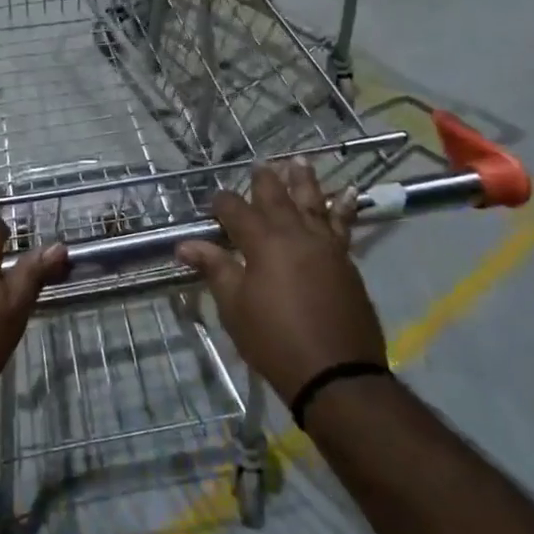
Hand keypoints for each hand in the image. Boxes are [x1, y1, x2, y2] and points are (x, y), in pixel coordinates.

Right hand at [176, 161, 385, 403]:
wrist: (336, 373)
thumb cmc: (274, 340)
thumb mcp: (235, 307)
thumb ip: (215, 269)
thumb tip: (185, 244)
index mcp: (263, 243)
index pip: (236, 211)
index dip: (222, 203)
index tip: (213, 200)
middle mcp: (296, 234)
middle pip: (278, 198)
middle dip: (265, 181)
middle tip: (260, 164)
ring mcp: (326, 246)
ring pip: (314, 203)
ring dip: (305, 181)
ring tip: (300, 161)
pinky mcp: (346, 262)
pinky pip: (344, 225)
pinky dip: (344, 207)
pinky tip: (349, 195)